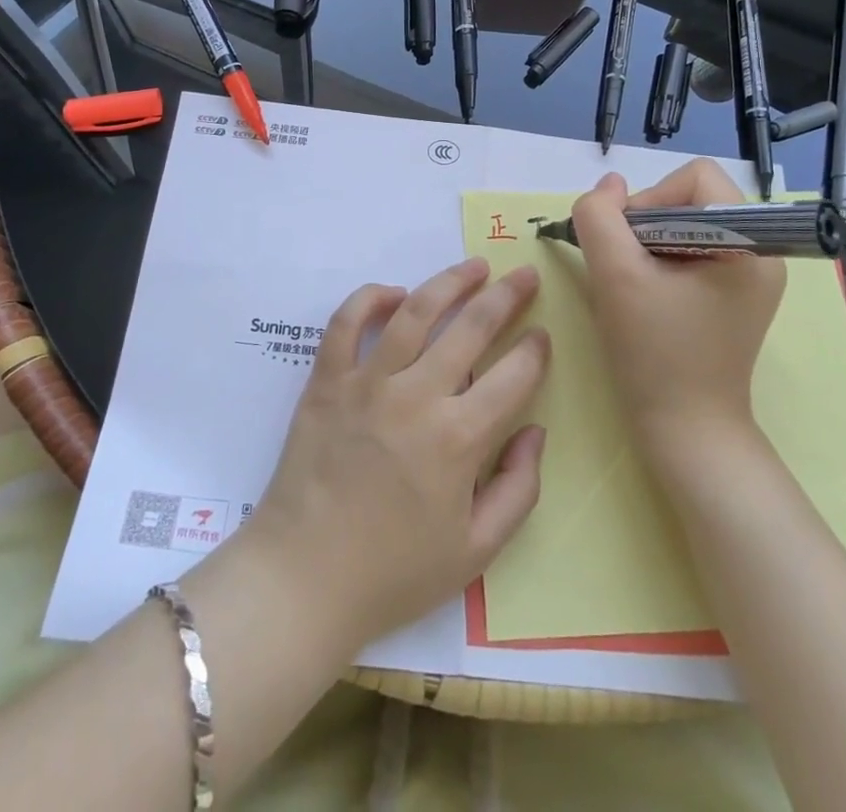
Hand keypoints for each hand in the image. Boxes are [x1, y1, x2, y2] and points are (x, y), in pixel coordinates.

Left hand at [228, 259, 550, 655]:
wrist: (304, 579)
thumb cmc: (394, 572)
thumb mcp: (476, 552)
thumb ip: (518, 490)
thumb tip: (535, 431)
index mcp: (459, 439)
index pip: (513, 375)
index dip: (534, 350)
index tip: (542, 334)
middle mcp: (417, 396)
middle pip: (471, 327)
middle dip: (506, 296)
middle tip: (524, 275)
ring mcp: (368, 382)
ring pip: (416, 311)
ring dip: (450, 281)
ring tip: (475, 267)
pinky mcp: (328, 380)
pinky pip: (346, 322)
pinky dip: (370, 298)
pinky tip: (394, 292)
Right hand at [571, 163, 785, 467]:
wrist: (686, 431)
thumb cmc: (655, 353)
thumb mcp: (615, 276)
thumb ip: (600, 217)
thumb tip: (609, 186)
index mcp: (749, 242)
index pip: (696, 176)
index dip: (652, 197)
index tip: (629, 243)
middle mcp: (761, 252)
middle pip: (690, 199)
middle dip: (646, 224)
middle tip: (626, 268)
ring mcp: (750, 277)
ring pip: (685, 225)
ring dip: (648, 245)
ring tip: (634, 285)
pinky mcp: (735, 297)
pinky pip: (691, 252)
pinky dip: (660, 263)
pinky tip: (646, 297)